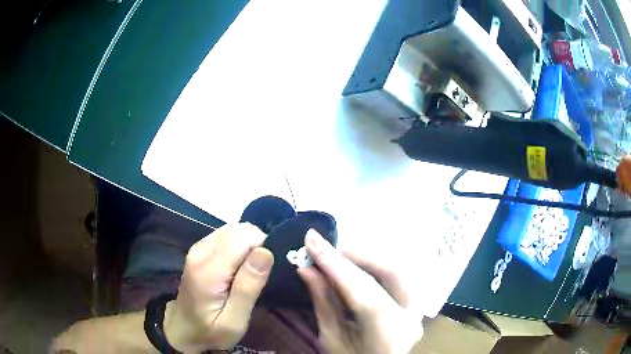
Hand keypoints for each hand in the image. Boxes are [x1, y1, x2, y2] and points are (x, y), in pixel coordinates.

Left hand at [164, 223, 273, 351]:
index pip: (243, 238)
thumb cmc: (211, 330)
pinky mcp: (200, 247)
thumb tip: (266, 252)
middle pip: (239, 230)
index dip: (263, 248)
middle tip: (260, 274)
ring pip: (234, 229)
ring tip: (251, 271)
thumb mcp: (235, 321)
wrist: (183, 328)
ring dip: (249, 244)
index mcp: (208, 271)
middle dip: (257, 245)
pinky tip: (240, 266)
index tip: (268, 271)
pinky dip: (240, 245)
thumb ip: (248, 288)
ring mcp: (198, 247)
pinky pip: (227, 235)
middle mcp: (201, 251)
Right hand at [298, 230, 422, 353]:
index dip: (335, 263)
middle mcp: (412, 316)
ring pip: (396, 268)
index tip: (312, 239)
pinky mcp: (415, 303)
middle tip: (326, 249)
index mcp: (390, 333)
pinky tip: (353, 266)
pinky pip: (395, 276)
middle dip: (356, 255)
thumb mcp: (331, 339)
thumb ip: (323, 302)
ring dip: (365, 258)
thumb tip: (306, 269)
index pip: (364, 290)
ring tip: (336, 256)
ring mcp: (418, 308)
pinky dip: (372, 267)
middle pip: (390, 271)